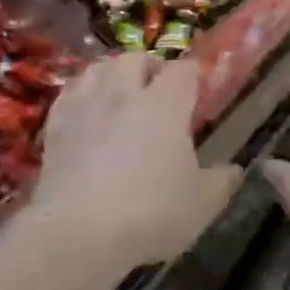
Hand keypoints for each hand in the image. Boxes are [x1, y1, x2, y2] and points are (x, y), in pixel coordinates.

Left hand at [34, 54, 241, 273]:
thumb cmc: (150, 212)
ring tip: (119, 94)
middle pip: (134, 58)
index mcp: (165, 103)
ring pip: (97, 69)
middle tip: (156, 90)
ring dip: (111, 74)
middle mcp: (123, 93)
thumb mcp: (201, 204)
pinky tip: (85, 110)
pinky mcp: (55, 126)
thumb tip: (235, 170)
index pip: (183, 70)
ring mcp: (85, 106)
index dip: (192, 75)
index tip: (197, 91)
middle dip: (148, 67)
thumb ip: (221, 183)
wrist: (78, 231)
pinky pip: (69, 94)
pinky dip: (81, 95)